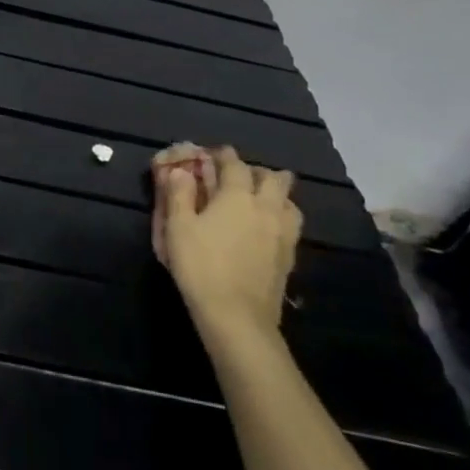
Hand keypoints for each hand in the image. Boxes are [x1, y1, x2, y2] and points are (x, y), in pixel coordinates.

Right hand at [152, 143, 299, 341]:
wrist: (236, 315)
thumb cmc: (201, 265)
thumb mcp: (177, 227)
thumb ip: (179, 195)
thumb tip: (180, 172)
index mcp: (237, 196)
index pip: (235, 164)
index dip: (224, 155)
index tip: (213, 154)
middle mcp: (266, 208)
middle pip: (274, 178)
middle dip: (257, 172)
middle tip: (238, 178)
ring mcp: (283, 233)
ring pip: (289, 201)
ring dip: (275, 194)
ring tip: (258, 201)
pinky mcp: (289, 256)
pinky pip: (291, 225)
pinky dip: (281, 217)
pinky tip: (266, 228)